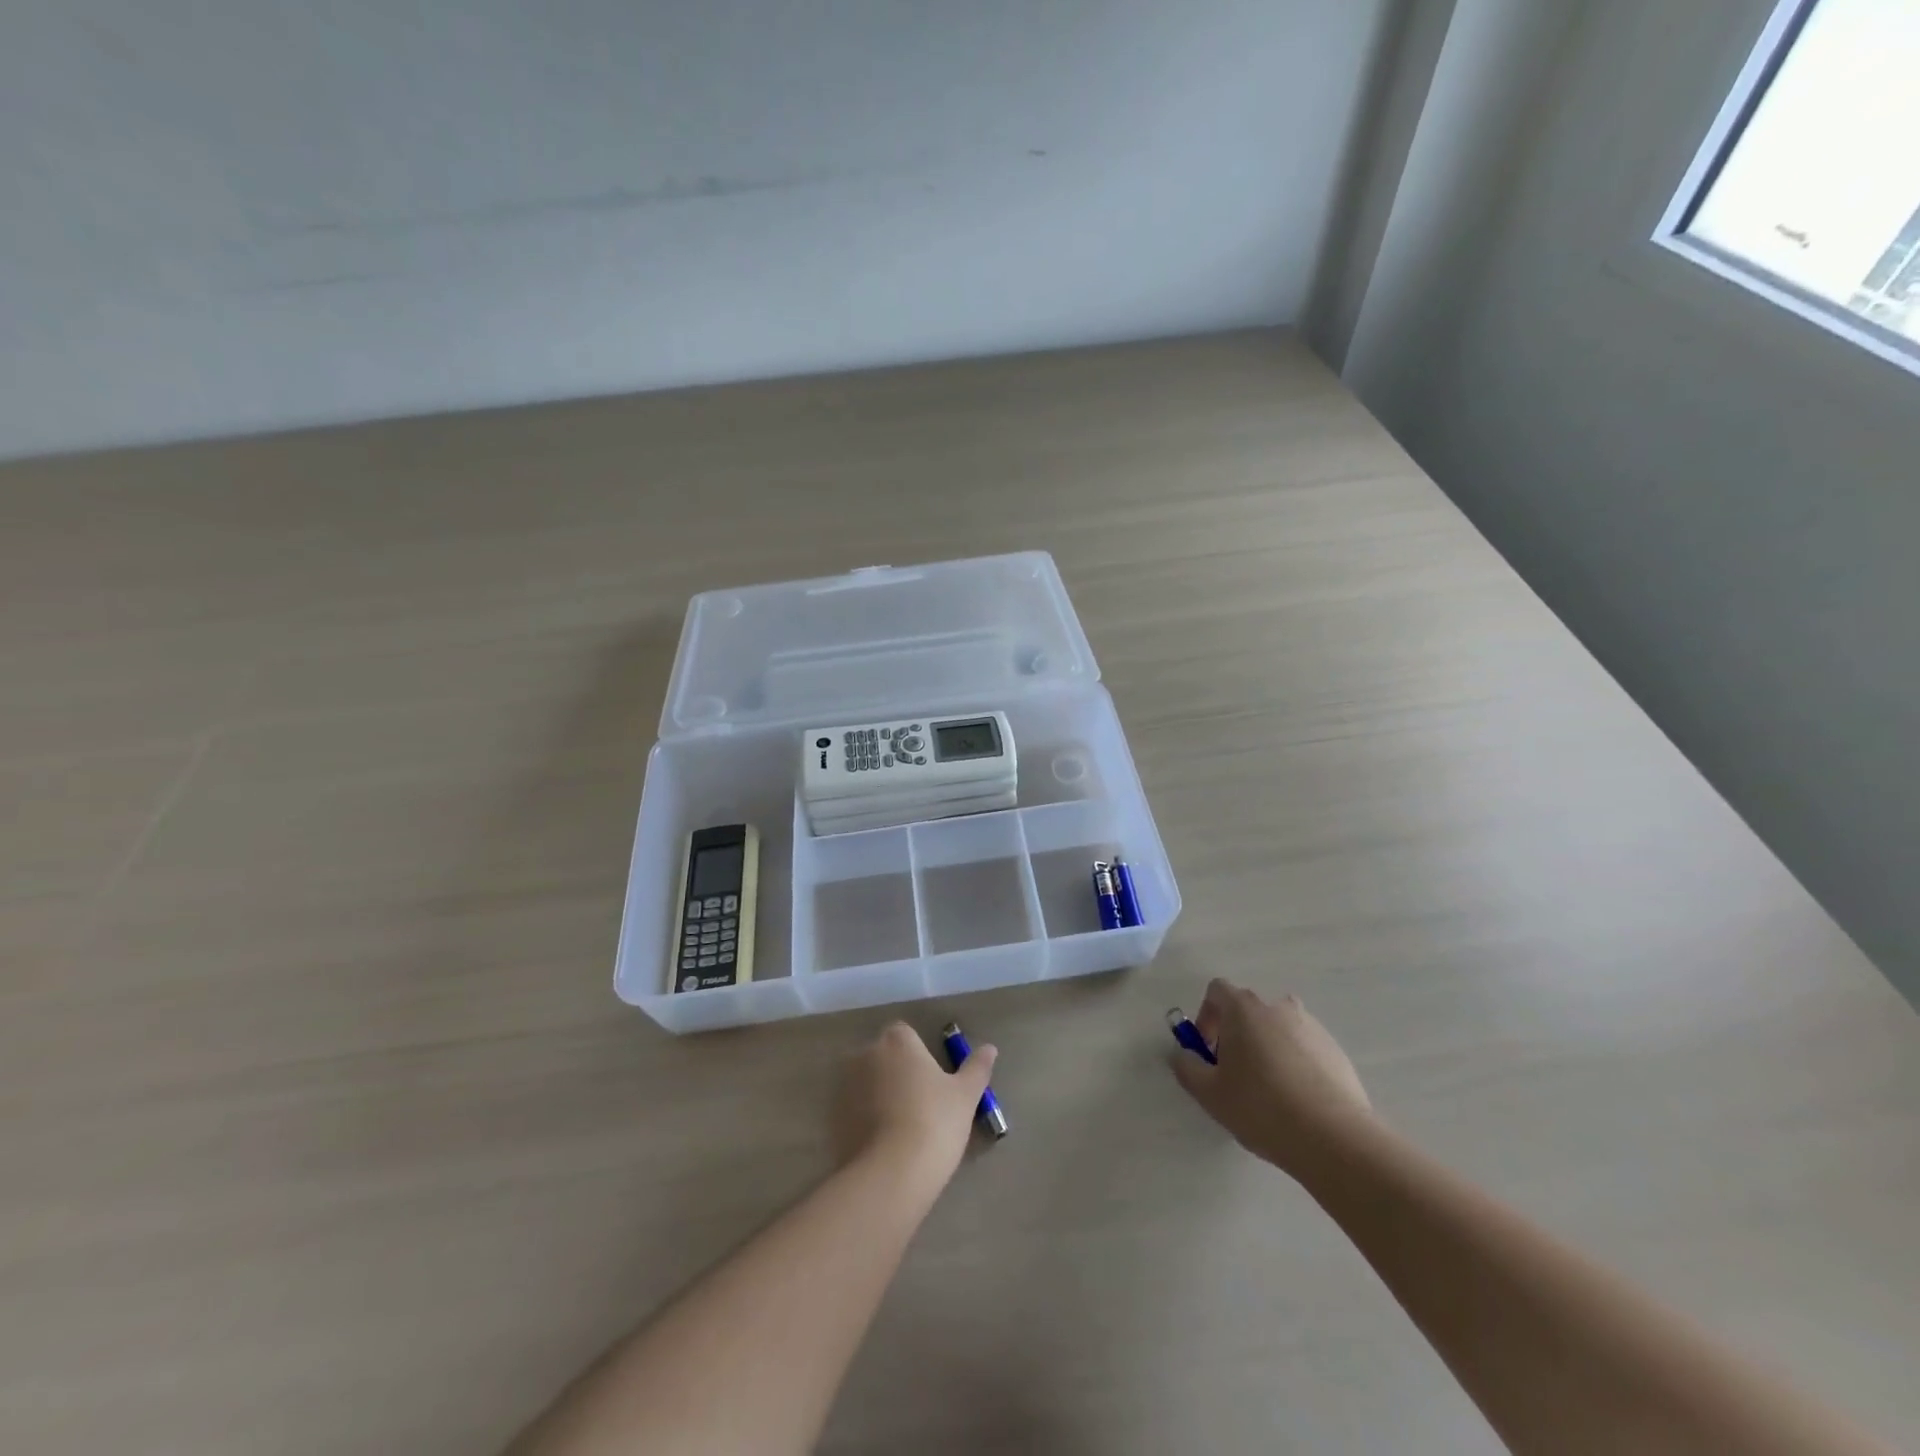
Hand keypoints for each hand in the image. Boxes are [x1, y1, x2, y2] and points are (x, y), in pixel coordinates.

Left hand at [832, 1022, 996, 1191]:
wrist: (893, 1173)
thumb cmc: (935, 1122)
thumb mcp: (965, 1095)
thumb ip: (976, 1067)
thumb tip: (990, 1048)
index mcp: (897, 1040)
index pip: (905, 1034)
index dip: (918, 1055)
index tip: (932, 1081)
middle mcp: (866, 1054)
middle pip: (883, 1056)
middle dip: (897, 1072)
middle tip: (919, 1105)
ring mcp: (845, 1085)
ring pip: (866, 1082)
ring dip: (878, 1095)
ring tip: (900, 1128)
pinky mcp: (832, 1117)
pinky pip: (853, 1110)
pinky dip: (863, 1119)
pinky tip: (882, 1144)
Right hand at [1170, 979, 1373, 1177]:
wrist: (1334, 1138)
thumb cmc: (1261, 1107)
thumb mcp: (1209, 1093)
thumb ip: (1186, 1067)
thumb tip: (1182, 1054)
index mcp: (1244, 1010)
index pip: (1217, 991)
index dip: (1206, 1016)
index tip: (1208, 1051)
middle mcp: (1278, 1008)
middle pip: (1249, 1010)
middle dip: (1237, 1034)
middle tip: (1234, 1073)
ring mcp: (1312, 1027)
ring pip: (1279, 1029)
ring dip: (1267, 1047)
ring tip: (1268, 1090)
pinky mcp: (1337, 1052)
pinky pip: (1305, 1048)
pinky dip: (1295, 1064)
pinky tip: (1297, 1101)